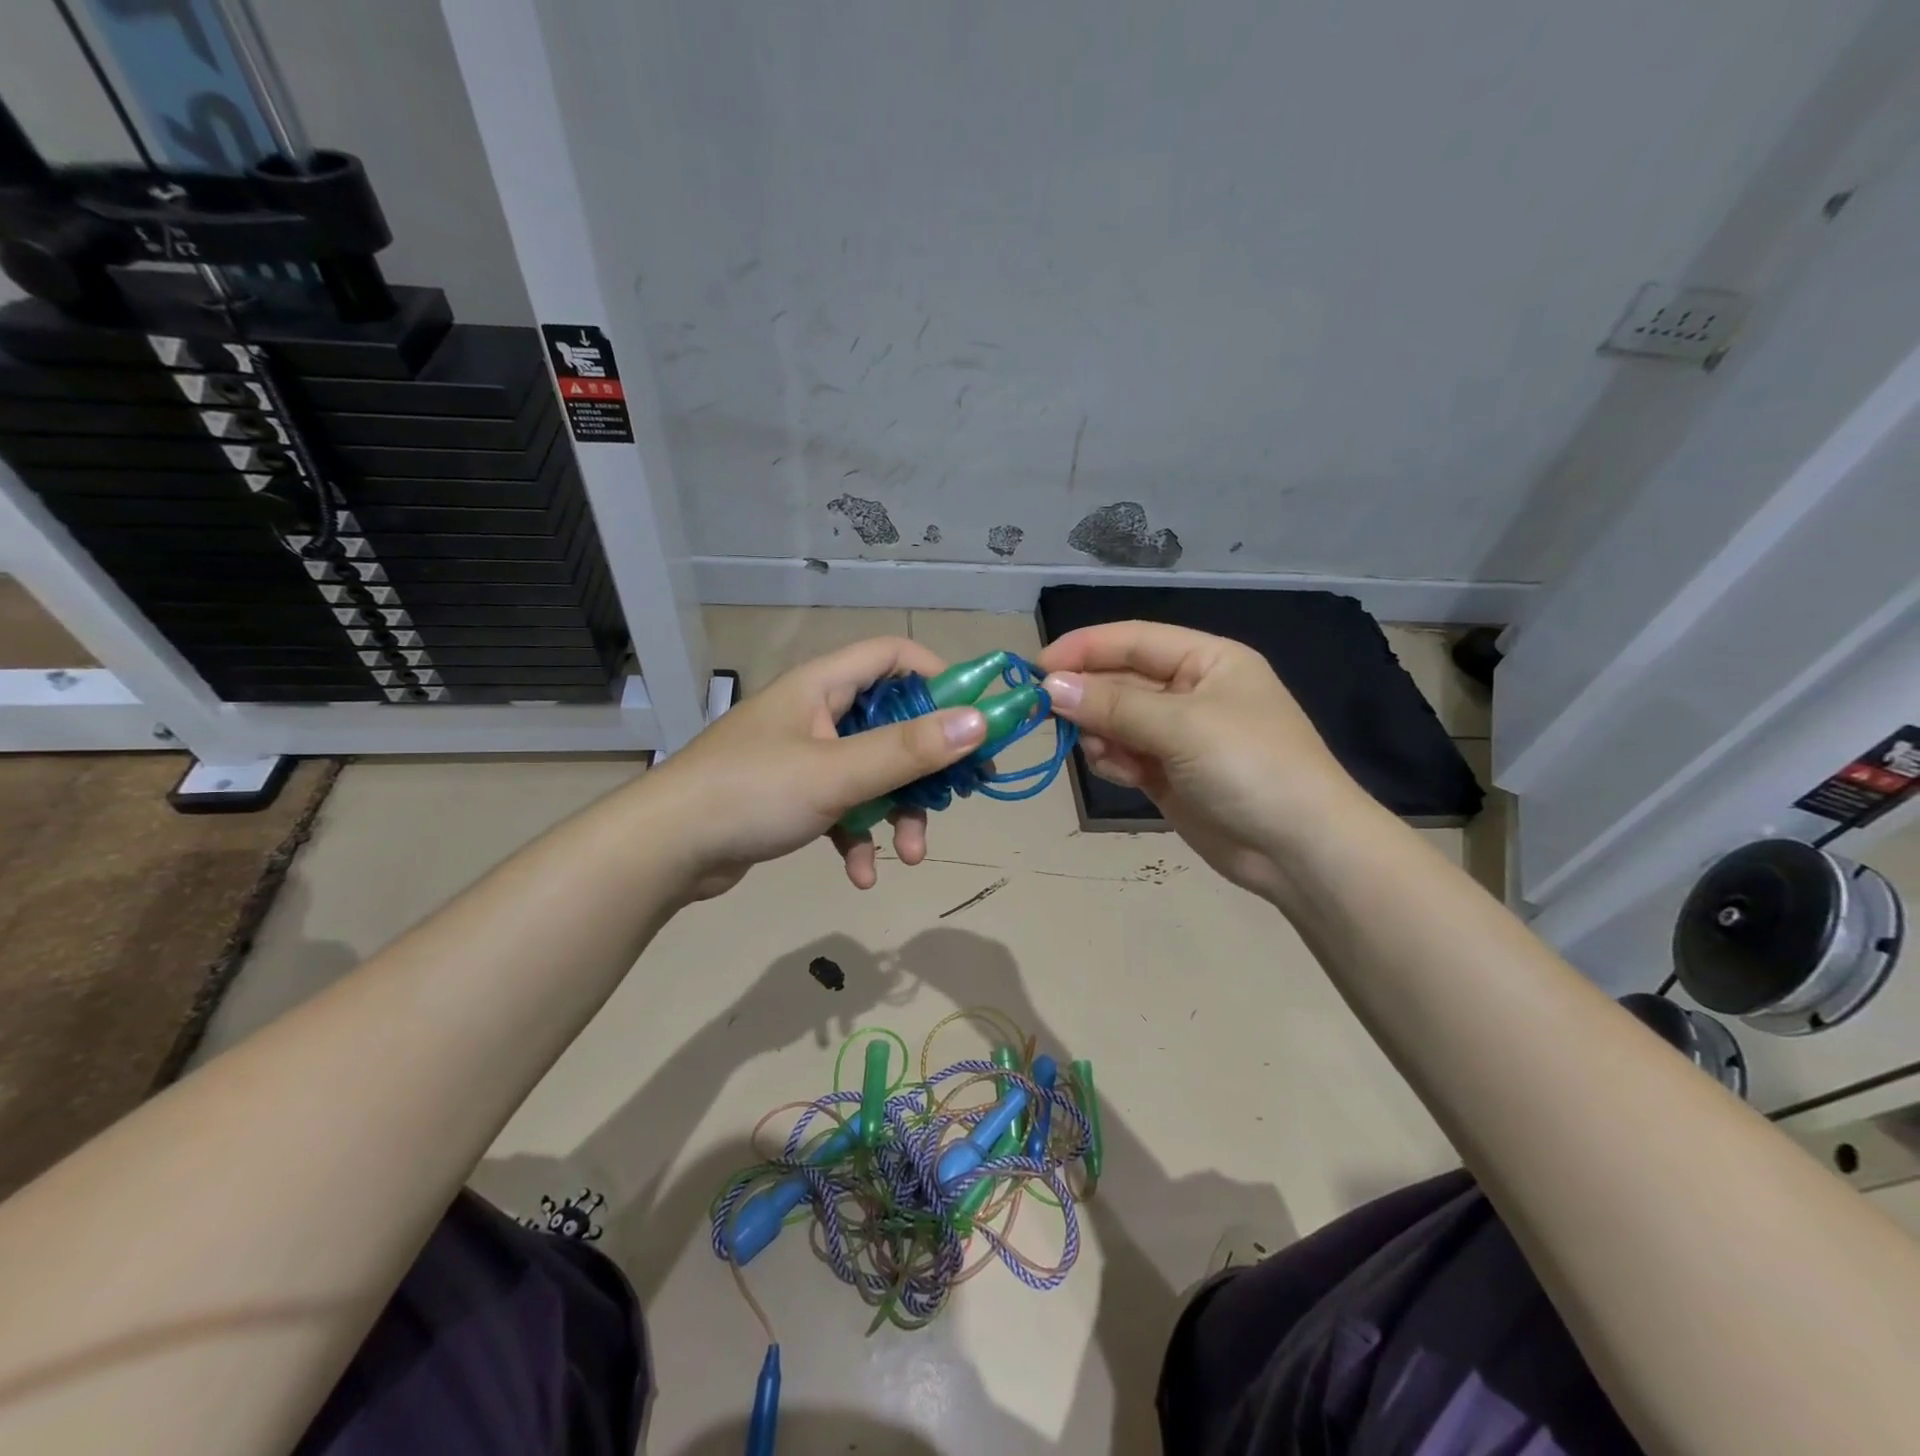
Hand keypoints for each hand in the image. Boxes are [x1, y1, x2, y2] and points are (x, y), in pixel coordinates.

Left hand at [643, 637, 986, 896]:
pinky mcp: (793, 797)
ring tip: (911, 855)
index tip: (974, 718)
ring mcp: (804, 756)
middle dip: (924, 768)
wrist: (664, 851)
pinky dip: (859, 837)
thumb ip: (908, 750)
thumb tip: (979, 722)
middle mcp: (817, 713)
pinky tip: (862, 874)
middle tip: (955, 798)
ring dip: (897, 813)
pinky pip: (843, 808)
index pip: (894, 656)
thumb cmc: (752, 794)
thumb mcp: (837, 773)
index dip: (940, 678)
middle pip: (893, 723)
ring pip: (872, 773)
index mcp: (823, 686)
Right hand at [1038, 621, 1368, 899]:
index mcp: (1207, 661)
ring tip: (1101, 753)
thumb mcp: (1182, 726)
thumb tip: (1049, 687)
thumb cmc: (1250, 767)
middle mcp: (1191, 692)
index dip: (1084, 649)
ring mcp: (1179, 736)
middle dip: (1087, 697)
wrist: (1300, 852)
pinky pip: (1124, 755)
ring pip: (1116, 721)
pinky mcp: (1169, 775)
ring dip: (1099, 734)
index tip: (1036, 669)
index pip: (1133, 640)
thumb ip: (1113, 705)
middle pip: (1120, 681)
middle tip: (1045, 715)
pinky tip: (1120, 772)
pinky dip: (1113, 761)